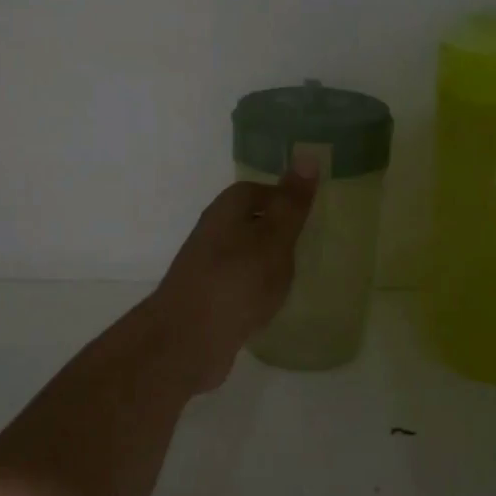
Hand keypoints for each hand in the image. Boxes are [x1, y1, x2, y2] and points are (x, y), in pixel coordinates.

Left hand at [144, 169, 317, 392]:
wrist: (186, 340)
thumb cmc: (236, 282)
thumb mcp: (273, 239)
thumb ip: (291, 204)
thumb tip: (307, 155)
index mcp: (226, 211)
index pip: (254, 190)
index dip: (281, 197)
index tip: (309, 213)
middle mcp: (211, 234)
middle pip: (247, 222)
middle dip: (275, 231)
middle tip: (310, 245)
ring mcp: (206, 268)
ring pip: (242, 255)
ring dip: (265, 262)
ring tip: (296, 275)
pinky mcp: (206, 300)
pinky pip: (237, 285)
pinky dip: (255, 289)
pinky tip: (271, 305)